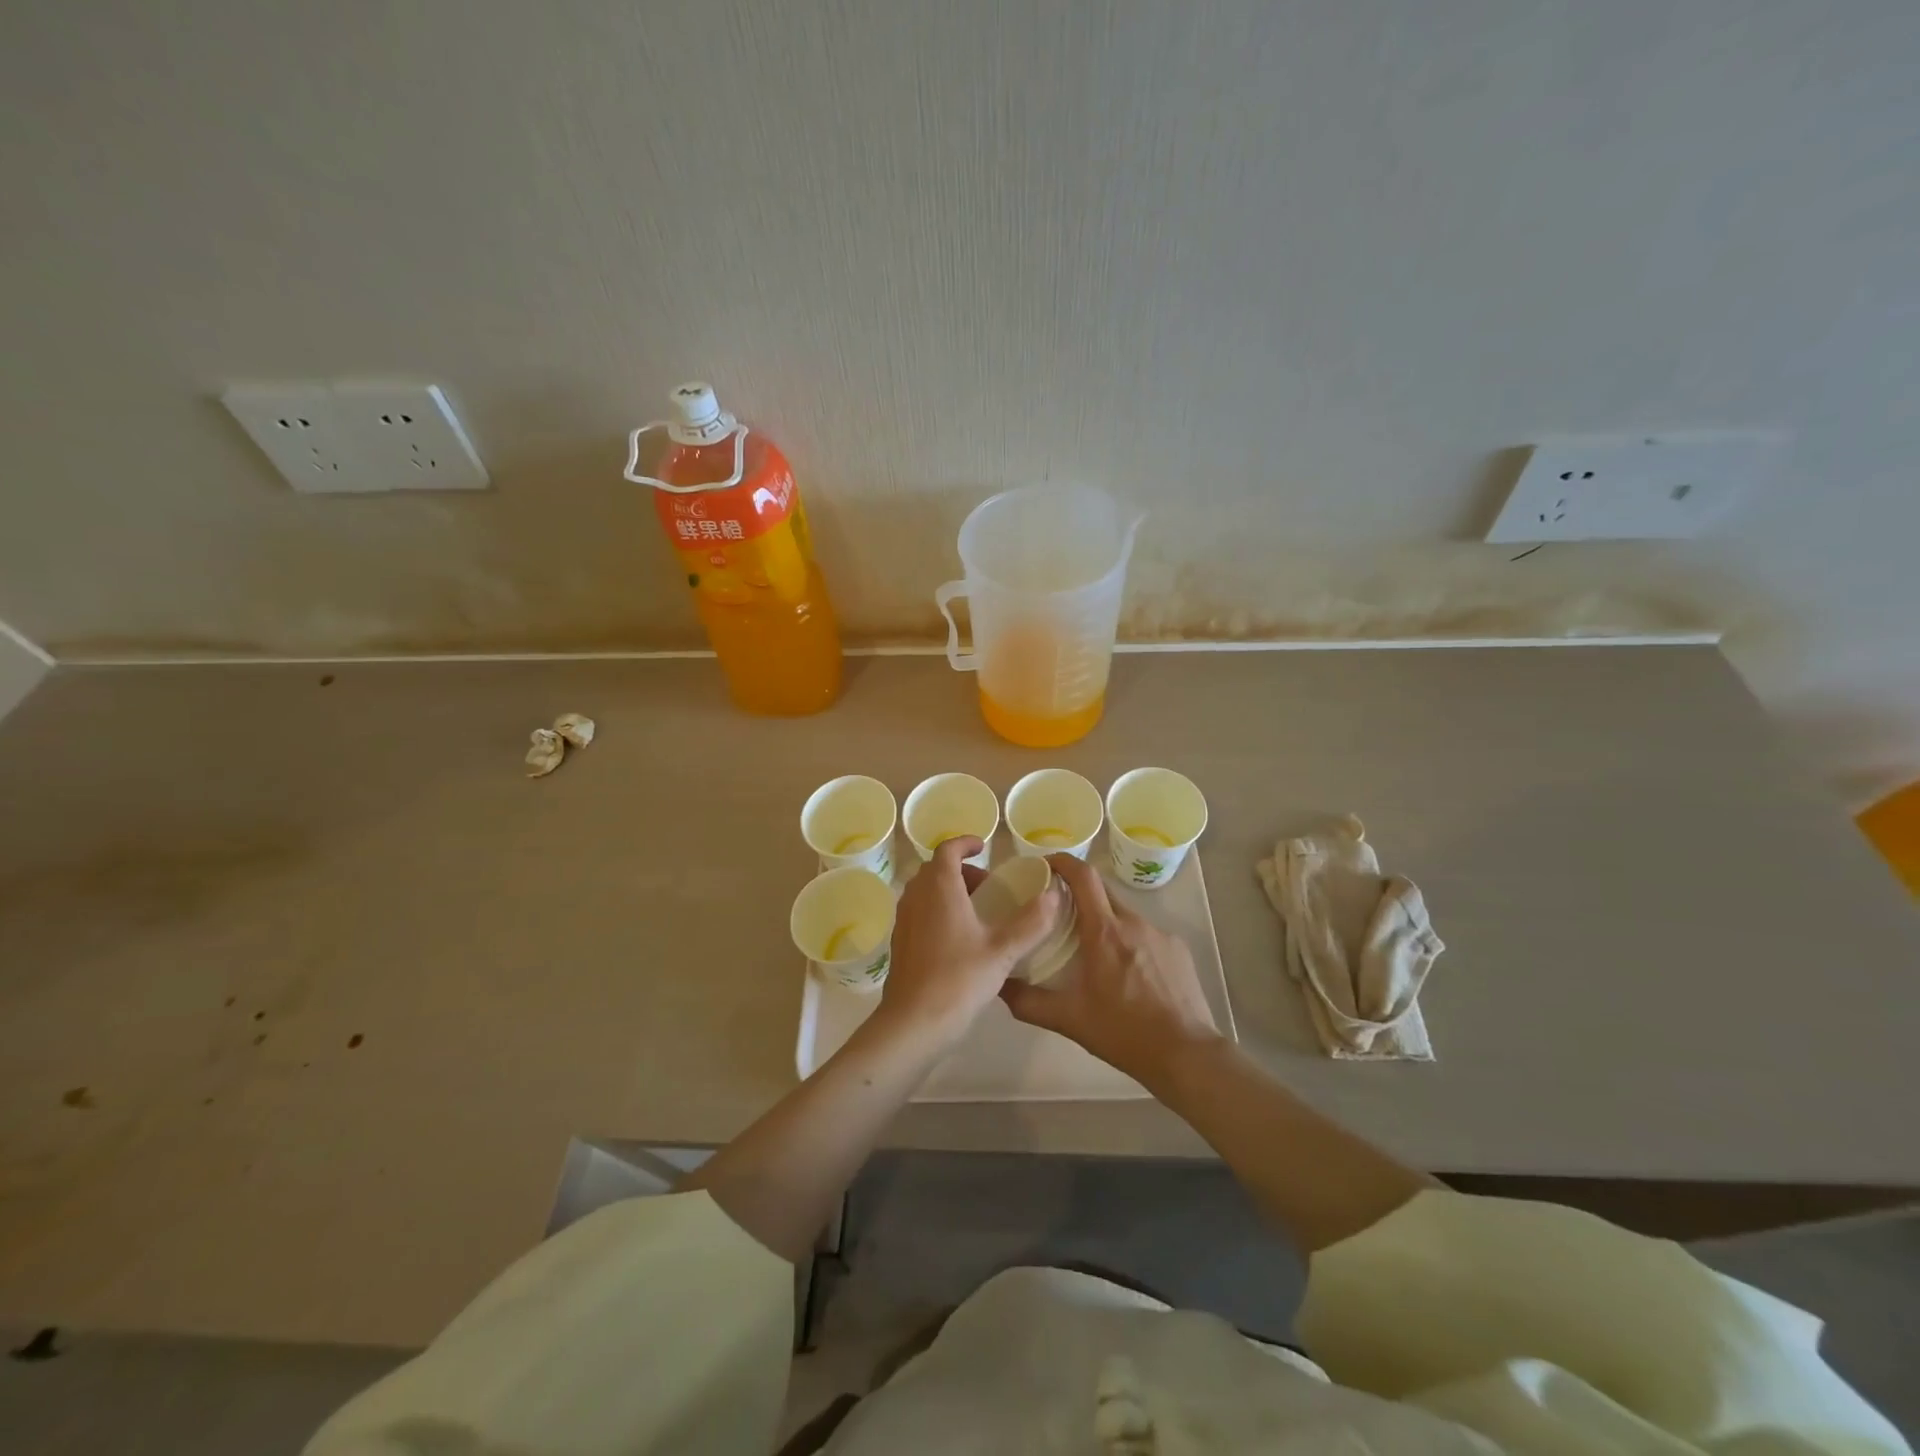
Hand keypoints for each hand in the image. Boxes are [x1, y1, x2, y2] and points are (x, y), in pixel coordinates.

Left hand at [877, 836, 1062, 1046]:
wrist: (914, 1022)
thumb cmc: (959, 979)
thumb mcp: (1003, 951)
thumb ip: (1031, 922)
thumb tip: (1053, 895)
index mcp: (940, 888)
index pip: (947, 850)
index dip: (965, 843)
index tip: (983, 848)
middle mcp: (916, 897)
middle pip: (935, 869)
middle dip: (961, 871)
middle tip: (988, 887)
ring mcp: (903, 920)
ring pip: (925, 891)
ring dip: (949, 890)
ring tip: (978, 912)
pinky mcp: (899, 942)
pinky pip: (919, 911)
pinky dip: (937, 910)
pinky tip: (959, 939)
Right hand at [1000, 854, 1219, 1088]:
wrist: (1186, 1054)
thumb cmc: (1123, 1032)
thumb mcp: (1068, 1019)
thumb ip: (1028, 1001)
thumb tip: (999, 986)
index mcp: (1104, 931)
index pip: (1083, 876)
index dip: (1063, 862)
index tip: (1045, 864)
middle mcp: (1134, 922)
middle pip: (1102, 892)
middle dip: (1080, 894)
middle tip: (1060, 912)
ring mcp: (1161, 934)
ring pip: (1125, 915)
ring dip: (1105, 922)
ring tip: (1093, 951)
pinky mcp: (1179, 950)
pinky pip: (1147, 934)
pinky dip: (1130, 942)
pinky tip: (1128, 974)